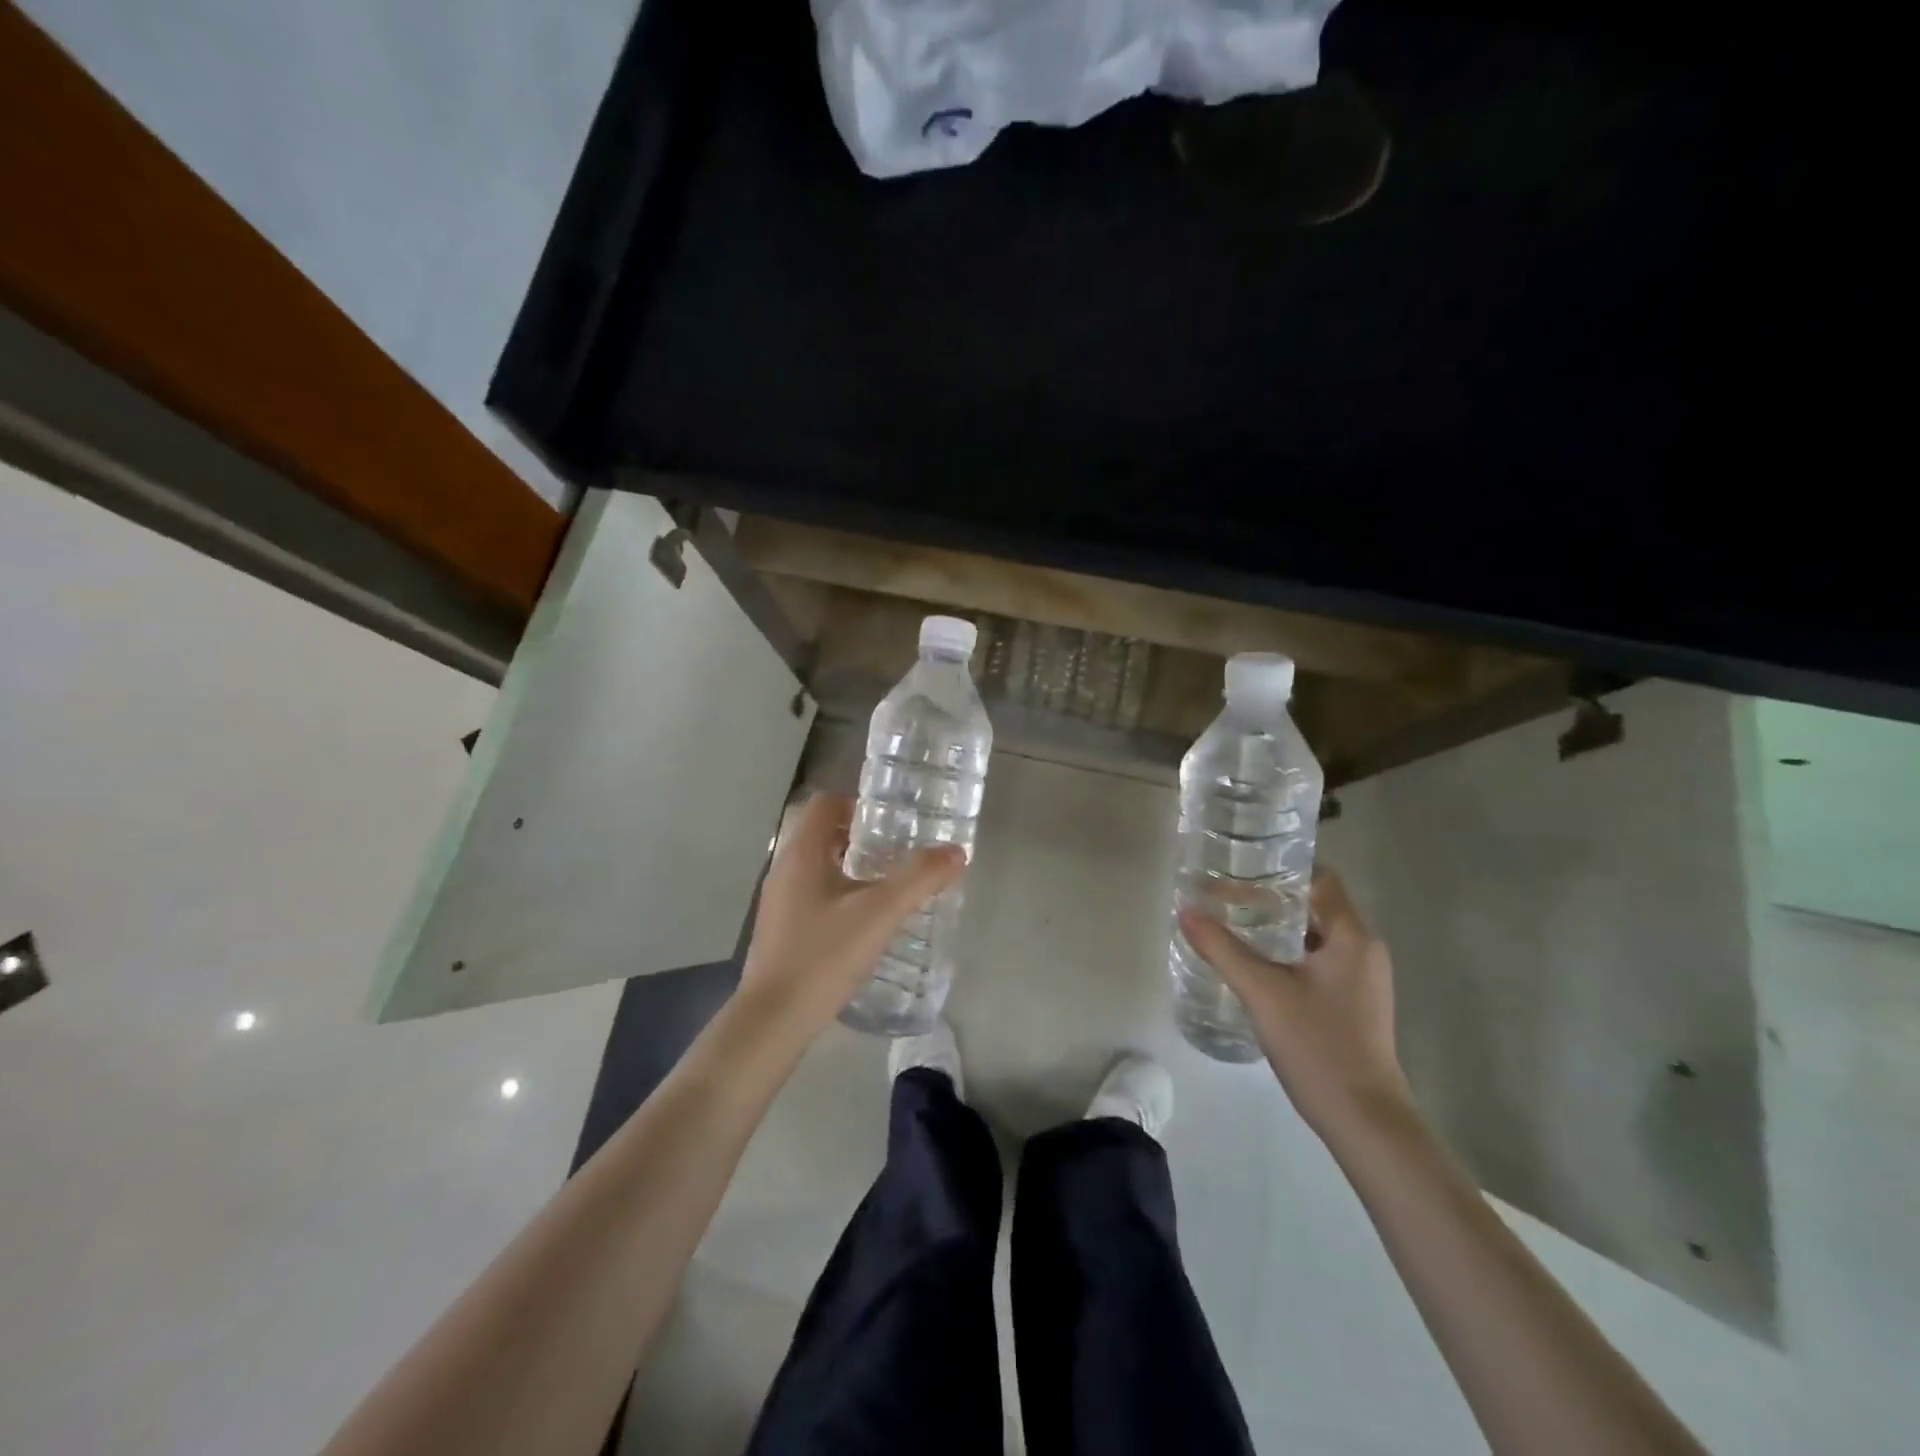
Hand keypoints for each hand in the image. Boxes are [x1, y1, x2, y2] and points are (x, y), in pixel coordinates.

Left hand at [736, 792, 964, 1038]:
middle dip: (861, 836)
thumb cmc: (824, 955)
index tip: (892, 820)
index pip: (825, 803)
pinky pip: (812, 894)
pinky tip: (864, 921)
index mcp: (802, 854)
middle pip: (823, 833)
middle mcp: (784, 869)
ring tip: (889, 884)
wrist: (774, 1020)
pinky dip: (839, 893)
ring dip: (851, 866)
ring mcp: (779, 901)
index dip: (858, 803)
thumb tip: (956, 852)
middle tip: (899, 850)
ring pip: (818, 866)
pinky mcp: (781, 929)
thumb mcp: (880, 913)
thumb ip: (920, 878)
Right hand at [1180, 867, 1412, 1140]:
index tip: (1241, 865)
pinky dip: (1289, 952)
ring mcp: (1363, 979)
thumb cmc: (1318, 1046)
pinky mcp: (1355, 1003)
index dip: (1281, 867)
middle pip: (1316, 905)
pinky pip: (1320, 960)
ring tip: (1234, 923)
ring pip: (1317, 935)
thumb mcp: (1262, 992)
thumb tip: (1186, 910)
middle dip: (1272, 897)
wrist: (1365, 1122)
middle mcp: (1364, 950)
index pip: (1320, 878)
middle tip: (1226, 893)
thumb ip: (1222, 948)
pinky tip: (1256, 964)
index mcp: (1352, 936)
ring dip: (1279, 926)